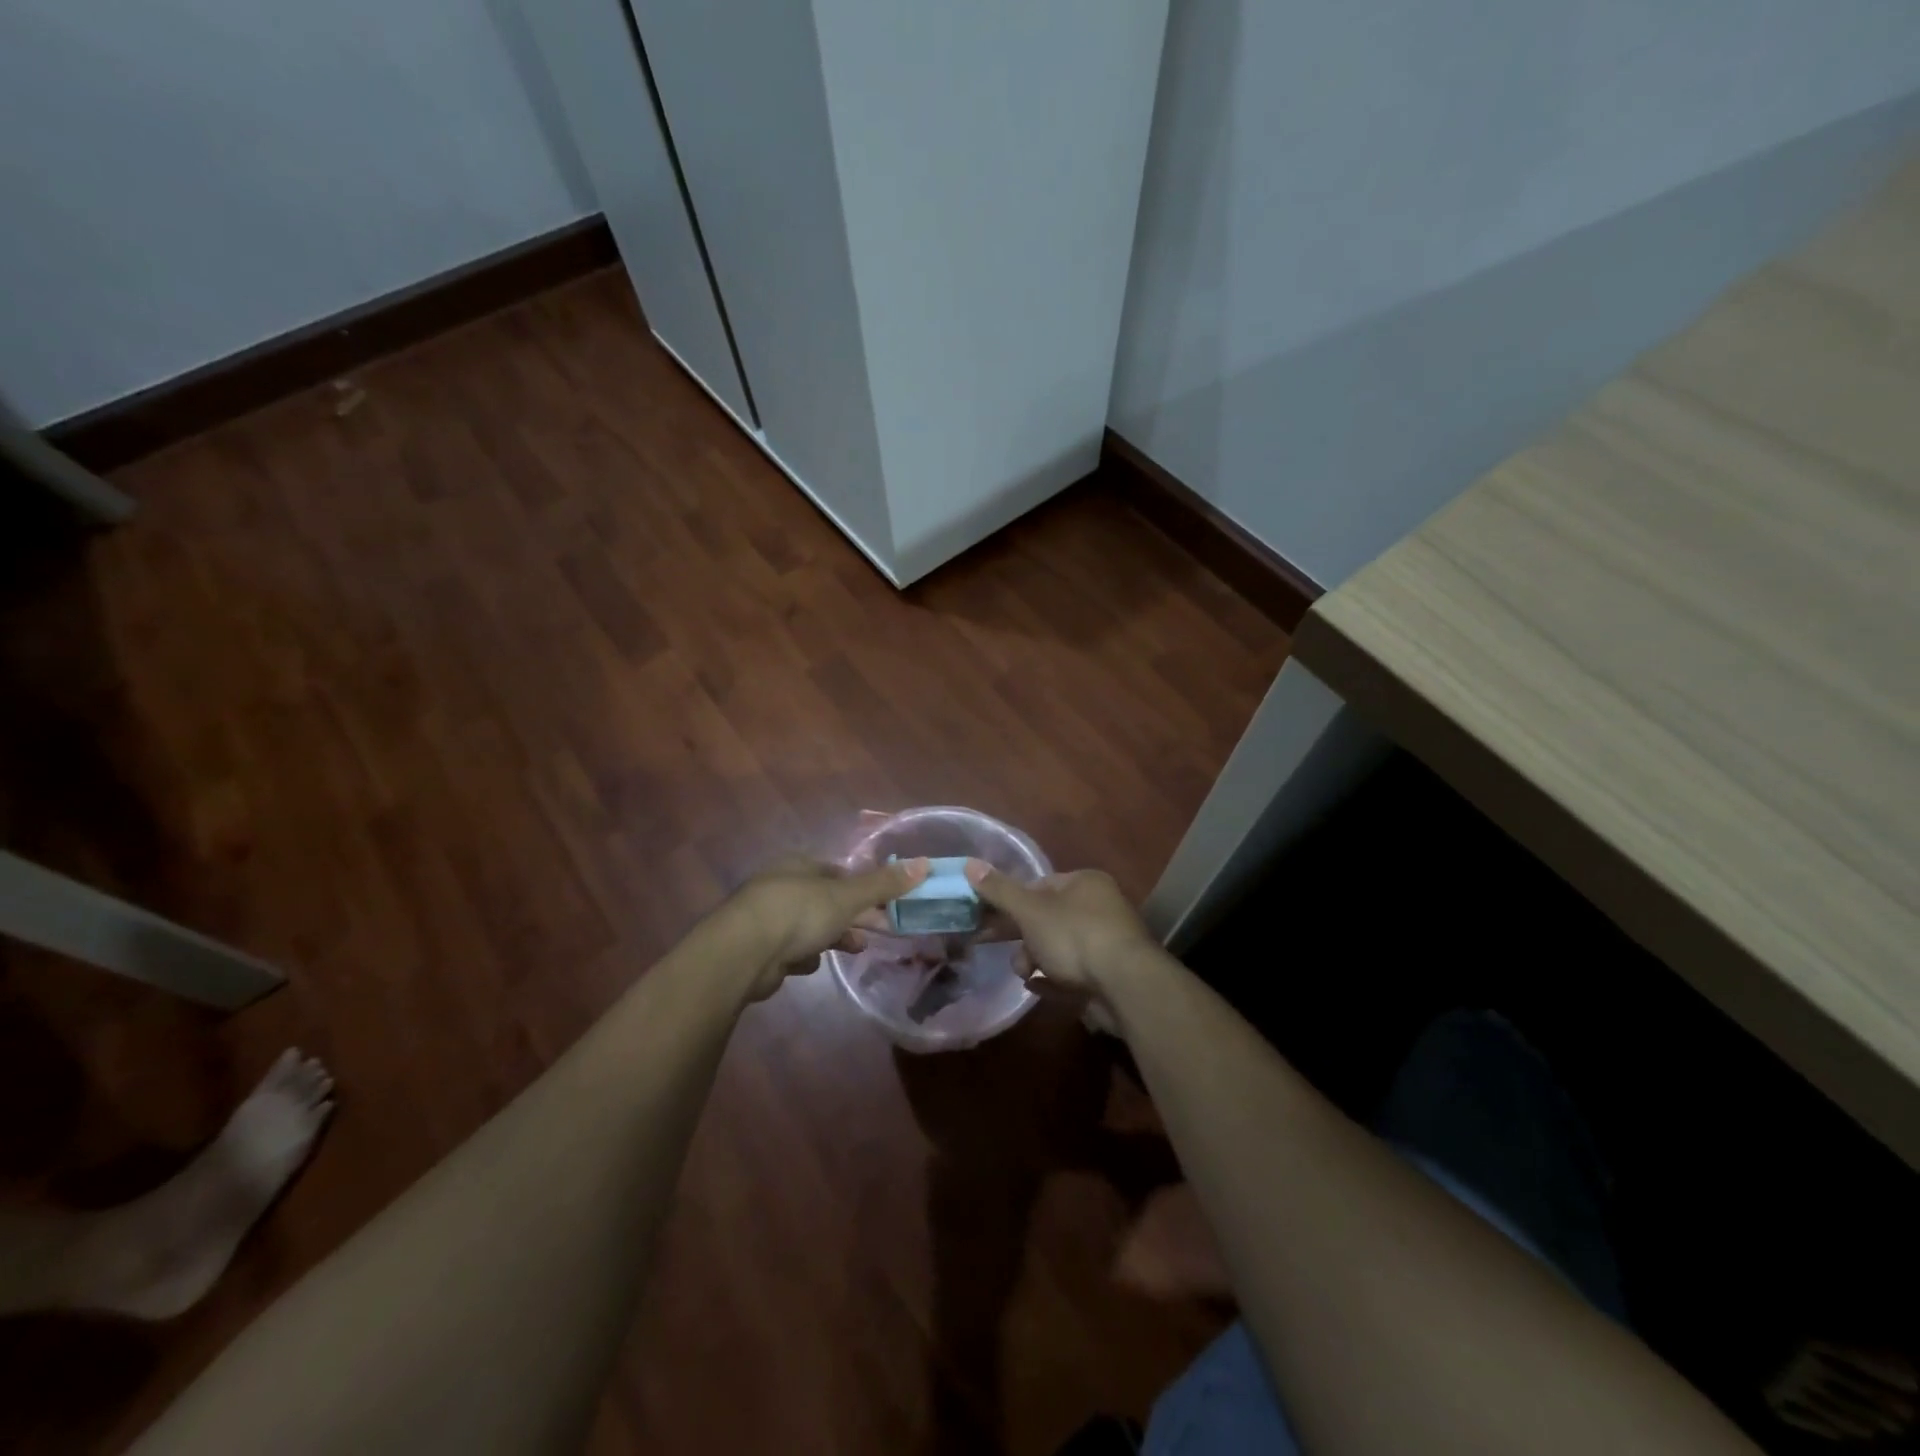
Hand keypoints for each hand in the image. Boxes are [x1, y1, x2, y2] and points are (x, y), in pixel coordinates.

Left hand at [722, 853, 928, 1000]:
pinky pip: (790, 950)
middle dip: (854, 916)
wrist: (741, 954)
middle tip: (881, 931)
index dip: (865, 888)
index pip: (839, 872)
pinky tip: (810, 965)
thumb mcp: (847, 896)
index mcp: (800, 865)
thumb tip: (925, 863)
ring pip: (810, 926)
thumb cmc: (797, 913)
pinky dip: (803, 957)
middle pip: (827, 900)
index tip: (887, 905)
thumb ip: (884, 883)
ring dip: (833, 937)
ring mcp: (767, 918)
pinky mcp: (758, 949)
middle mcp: (782, 886)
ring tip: (855, 950)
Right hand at [963, 860, 1157, 994]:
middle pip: (1048, 918)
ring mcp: (1107, 943)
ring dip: (1035, 960)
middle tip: (993, 946)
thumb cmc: (1075, 936)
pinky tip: (1036, 987)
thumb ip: (999, 890)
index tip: (989, 916)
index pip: (1041, 885)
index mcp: (1085, 883)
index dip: (1013, 900)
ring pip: (1059, 947)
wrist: (1125, 986)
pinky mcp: (1109, 975)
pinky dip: (1053, 979)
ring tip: (1024, 974)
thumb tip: (968, 864)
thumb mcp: (1030, 910)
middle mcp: (1100, 907)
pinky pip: (1073, 973)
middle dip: (1021, 935)